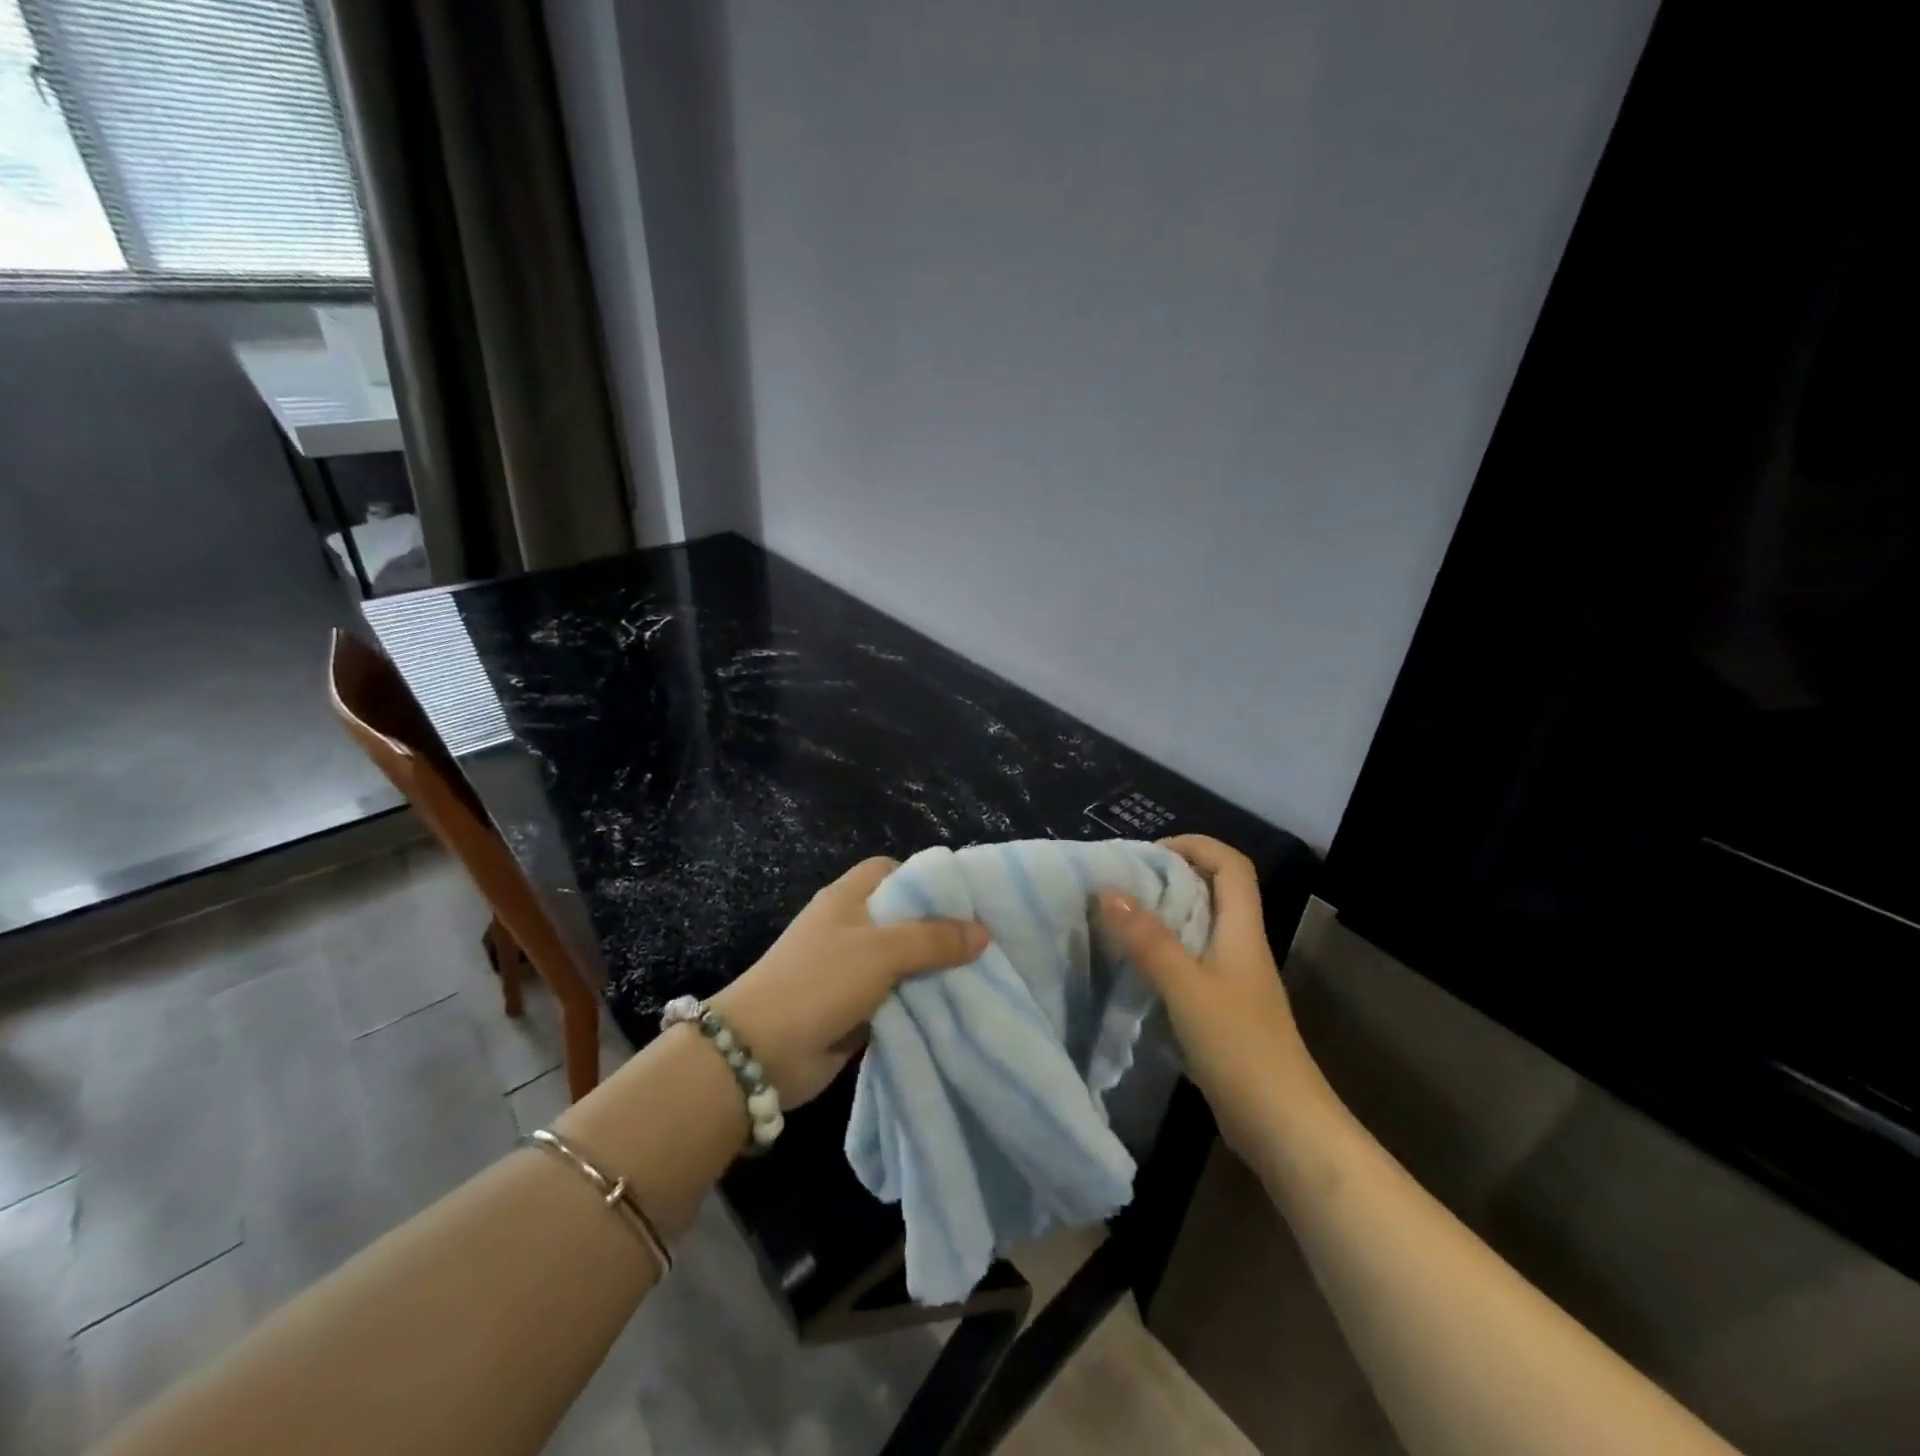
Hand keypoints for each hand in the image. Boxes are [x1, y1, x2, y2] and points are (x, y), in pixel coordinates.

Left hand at [712, 857, 987, 1107]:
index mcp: (848, 898)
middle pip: (903, 918)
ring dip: (934, 971)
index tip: (966, 898)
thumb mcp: (882, 950)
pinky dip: (920, 1003)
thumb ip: (934, 939)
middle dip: (940, 930)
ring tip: (984, 976)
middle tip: (988, 941)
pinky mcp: (854, 1009)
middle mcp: (850, 928)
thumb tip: (983, 932)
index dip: (925, 879)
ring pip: (903, 962)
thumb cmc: (819, 982)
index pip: (891, 871)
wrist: (759, 1053)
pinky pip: (897, 998)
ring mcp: (850, 970)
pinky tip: (957, 1009)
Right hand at [1097, 835, 1320, 1156]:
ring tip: (1118, 918)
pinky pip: (1190, 964)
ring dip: (1163, 916)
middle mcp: (1241, 947)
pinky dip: (1162, 954)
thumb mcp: (1187, 988)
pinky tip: (1132, 968)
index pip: (1231, 865)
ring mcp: (1233, 981)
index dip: (1195, 846)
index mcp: (1242, 931)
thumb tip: (1108, 891)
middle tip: (1122, 883)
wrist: (1284, 1128)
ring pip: (1199, 928)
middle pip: (1213, 891)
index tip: (1148, 853)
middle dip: (1170, 877)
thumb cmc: (1240, 1048)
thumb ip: (1148, 940)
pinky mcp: (1223, 1011)